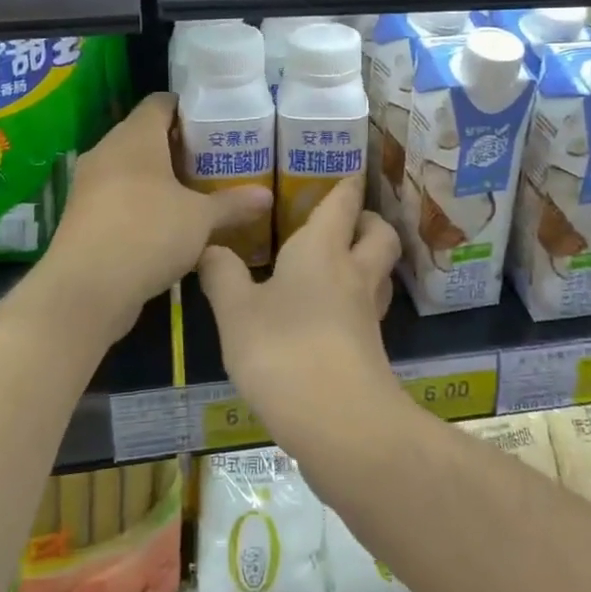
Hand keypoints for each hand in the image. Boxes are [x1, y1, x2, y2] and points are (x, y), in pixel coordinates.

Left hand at [46, 93, 272, 329]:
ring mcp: (90, 184)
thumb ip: (233, 204)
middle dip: (179, 147)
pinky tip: (168, 224)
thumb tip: (267, 196)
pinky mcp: (83, 215)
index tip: (216, 125)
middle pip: (146, 134)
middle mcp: (107, 151)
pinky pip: (118, 195)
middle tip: (214, 162)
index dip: (189, 109)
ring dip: (159, 177)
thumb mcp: (201, 219)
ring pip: (131, 168)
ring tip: (196, 193)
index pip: (161, 103)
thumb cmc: (148, 233)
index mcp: (135, 137)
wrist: (86, 289)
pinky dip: (142, 202)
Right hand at [199, 176, 402, 456]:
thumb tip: (210, 247)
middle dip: (368, 220)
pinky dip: (357, 298)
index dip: (348, 183)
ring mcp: (368, 312)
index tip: (351, 170)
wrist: (338, 421)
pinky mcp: (371, 347)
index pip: (343, 203)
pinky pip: (370, 306)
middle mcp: (353, 271)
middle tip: (345, 221)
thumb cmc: (282, 350)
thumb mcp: (236, 312)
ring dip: (368, 258)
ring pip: (380, 271)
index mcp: (322, 249)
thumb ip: (222, 275)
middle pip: (380, 233)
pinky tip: (330, 313)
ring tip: (337, 263)